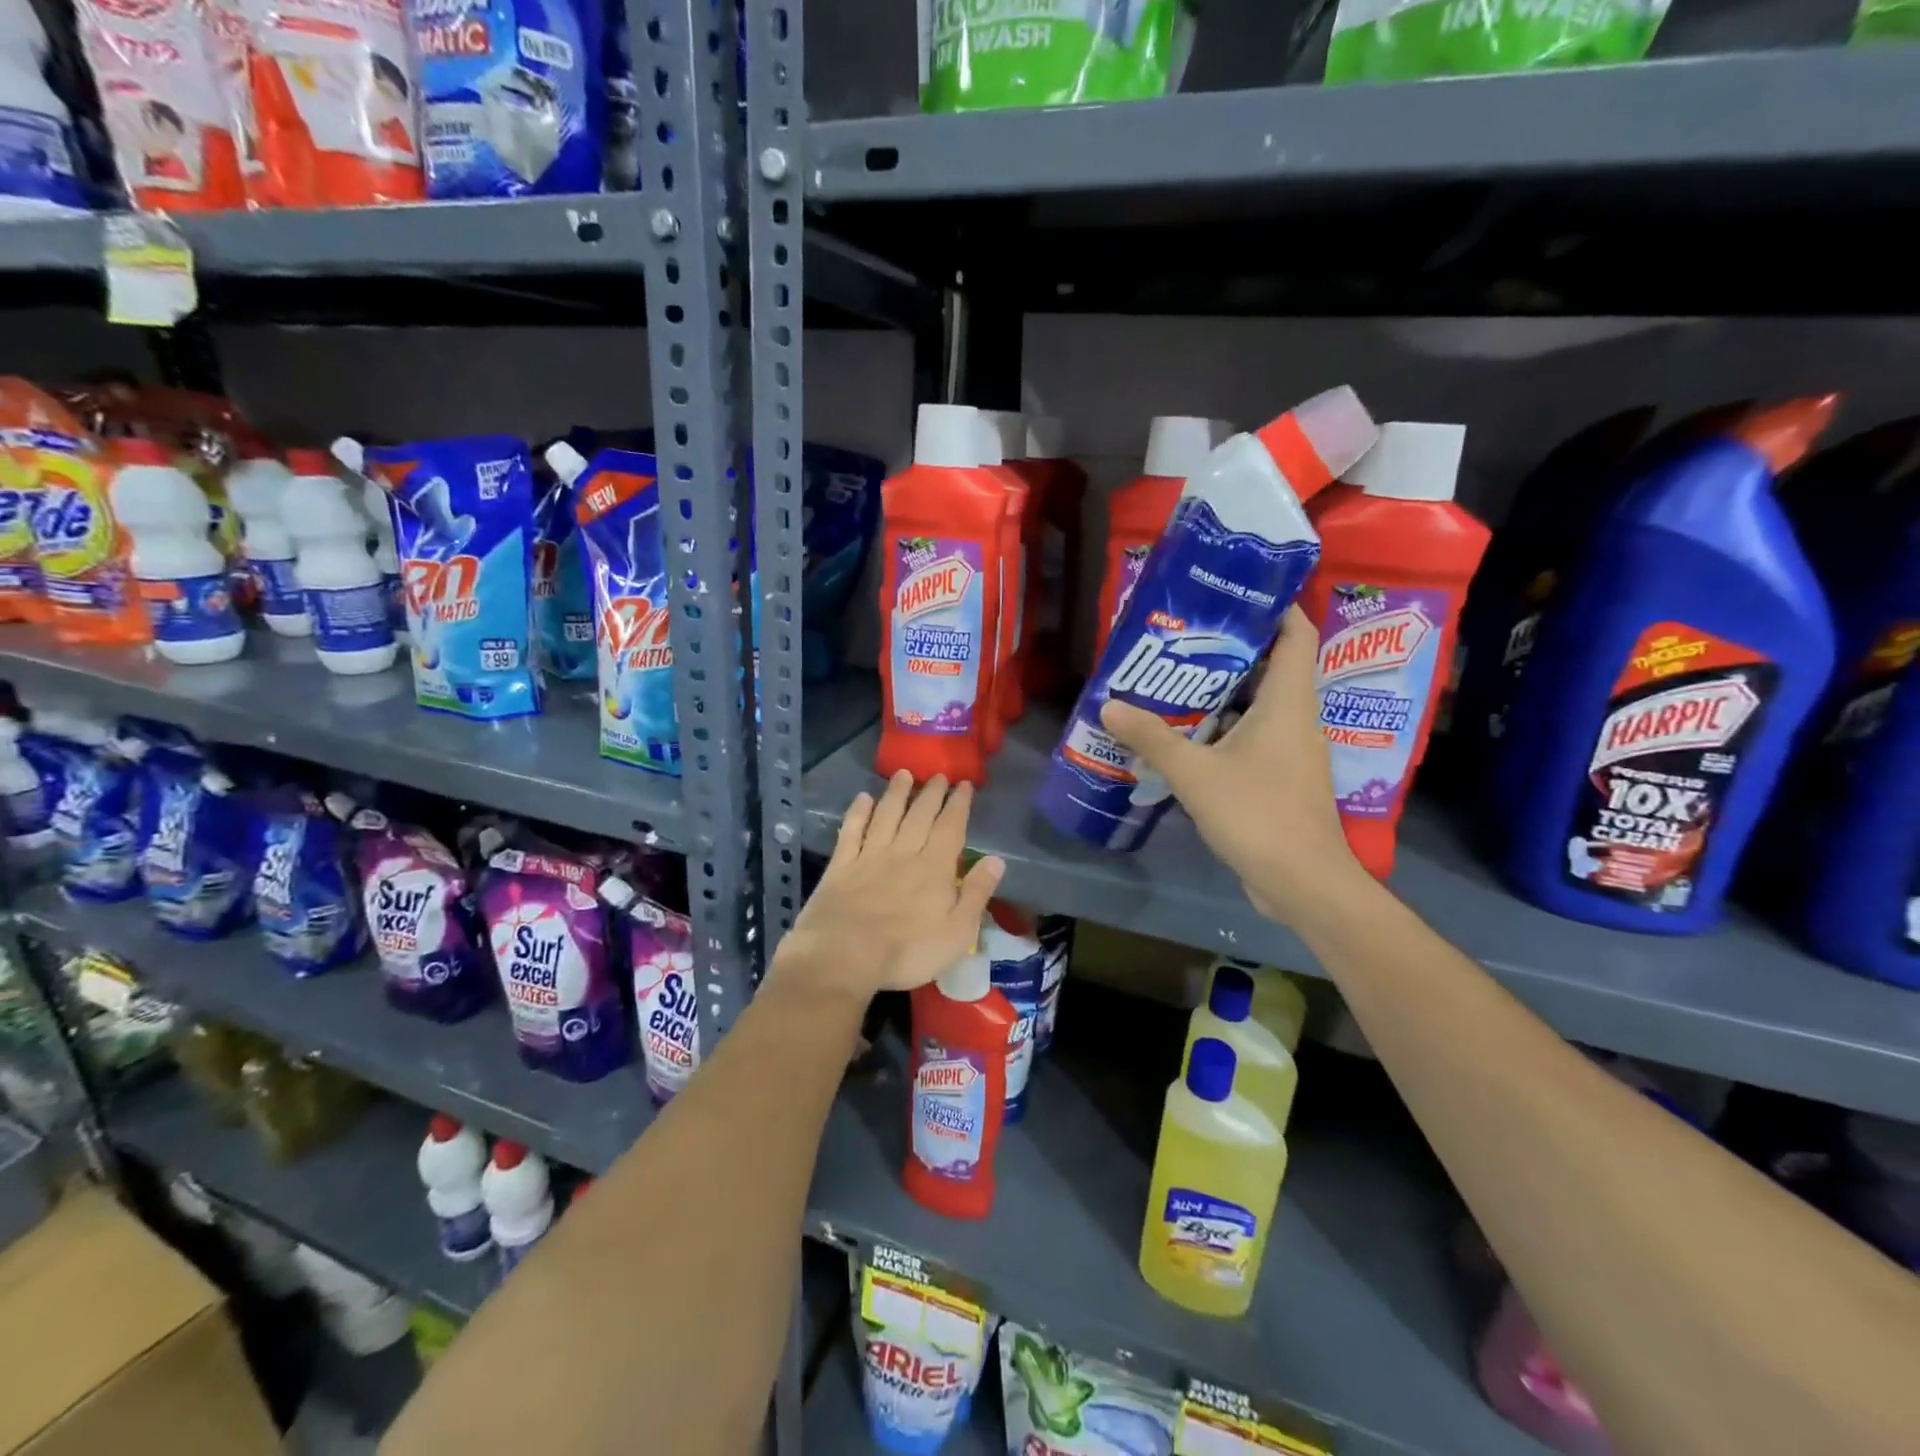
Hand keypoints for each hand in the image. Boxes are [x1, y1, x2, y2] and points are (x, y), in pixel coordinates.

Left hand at [772, 771, 1004, 1001]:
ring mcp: (869, 856)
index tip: (964, 784)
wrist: (844, 955)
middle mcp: (903, 853)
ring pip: (886, 815)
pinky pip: (851, 831)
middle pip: (919, 815)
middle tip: (938, 775)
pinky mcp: (841, 866)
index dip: (958, 804)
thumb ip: (976, 893)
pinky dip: (858, 813)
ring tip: (903, 774)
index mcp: (934, 868)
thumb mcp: (958, 932)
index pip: (951, 827)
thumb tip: (997, 860)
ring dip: (896, 793)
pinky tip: (862, 799)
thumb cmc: (908, 951)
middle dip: (931, 793)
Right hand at [1100, 606, 1364, 925]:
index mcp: (1289, 701)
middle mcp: (1297, 717)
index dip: (1272, 607)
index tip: (1232, 594)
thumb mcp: (1195, 773)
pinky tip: (1185, 734)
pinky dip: (1223, 727)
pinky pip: (1253, 736)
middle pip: (1272, 665)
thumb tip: (1110, 705)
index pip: (1296, 633)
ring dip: (1223, 691)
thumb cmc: (1257, 814)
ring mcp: (1291, 749)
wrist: (1301, 882)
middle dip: (1230, 648)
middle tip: (1182, 637)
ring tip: (1174, 679)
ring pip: (1259, 704)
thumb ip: (1152, 737)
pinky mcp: (1281, 777)